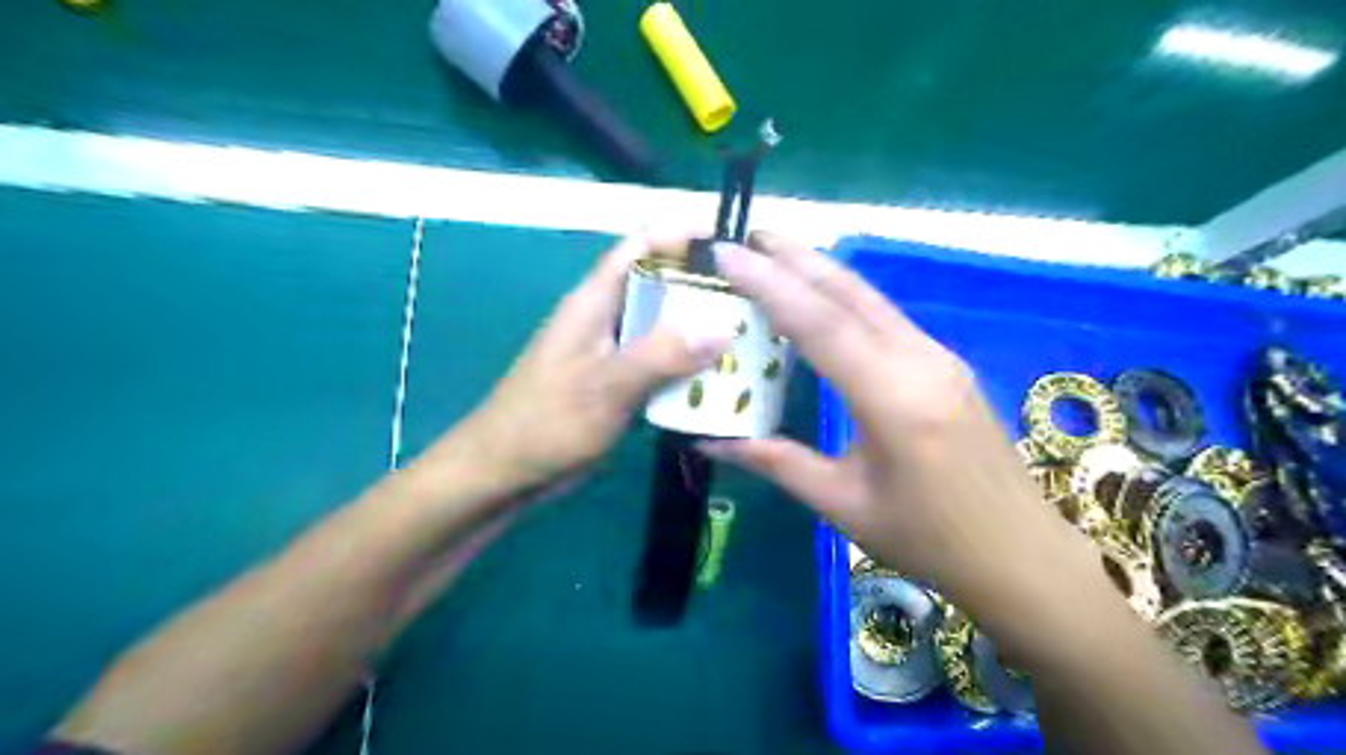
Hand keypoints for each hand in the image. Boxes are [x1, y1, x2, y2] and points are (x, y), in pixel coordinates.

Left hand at [432, 234, 731, 499]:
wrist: (504, 474)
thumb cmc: (546, 423)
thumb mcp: (605, 386)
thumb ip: (661, 355)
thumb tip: (723, 328)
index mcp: (595, 302)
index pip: (641, 246)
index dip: (683, 236)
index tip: (733, 246)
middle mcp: (607, 319)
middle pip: (661, 287)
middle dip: (705, 289)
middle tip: (757, 302)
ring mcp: (613, 355)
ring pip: (664, 330)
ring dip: (701, 333)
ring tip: (752, 340)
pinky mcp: (618, 386)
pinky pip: (660, 367)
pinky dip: (688, 370)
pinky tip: (722, 383)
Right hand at [700, 233, 1098, 619]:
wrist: (1020, 554)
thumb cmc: (928, 540)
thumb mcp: (842, 503)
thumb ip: (775, 461)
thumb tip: (709, 442)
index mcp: (893, 398)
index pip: (820, 324)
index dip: (768, 285)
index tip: (726, 254)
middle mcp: (920, 361)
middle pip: (849, 293)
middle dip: (795, 256)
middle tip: (748, 233)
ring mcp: (938, 357)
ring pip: (869, 299)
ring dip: (819, 271)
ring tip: (774, 253)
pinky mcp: (945, 363)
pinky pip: (885, 318)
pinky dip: (843, 299)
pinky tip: (818, 301)